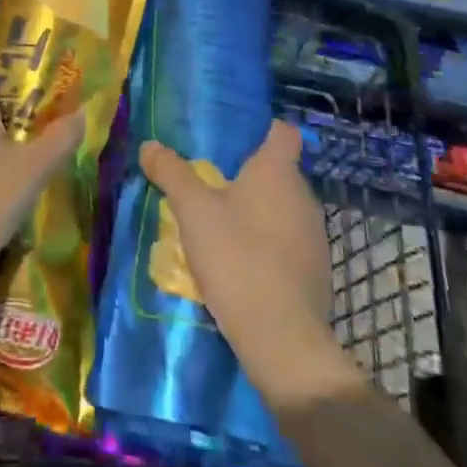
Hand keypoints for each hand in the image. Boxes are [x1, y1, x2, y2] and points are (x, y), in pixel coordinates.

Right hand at [140, 121, 365, 411]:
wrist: (282, 338)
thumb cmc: (237, 257)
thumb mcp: (192, 211)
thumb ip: (171, 173)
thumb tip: (149, 145)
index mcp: (277, 171)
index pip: (282, 132)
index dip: (263, 128)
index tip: (236, 137)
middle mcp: (304, 196)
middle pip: (279, 172)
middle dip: (249, 176)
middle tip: (213, 184)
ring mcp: (315, 236)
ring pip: (284, 209)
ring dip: (259, 213)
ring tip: (224, 226)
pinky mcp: (317, 271)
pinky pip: (290, 243)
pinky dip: (270, 245)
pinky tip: (244, 264)